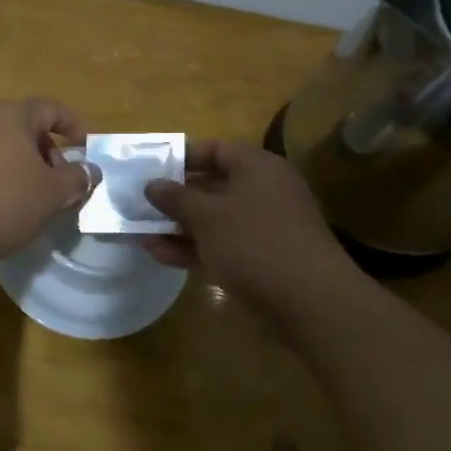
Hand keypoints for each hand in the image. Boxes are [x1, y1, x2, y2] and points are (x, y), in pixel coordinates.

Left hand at [0, 98, 98, 259]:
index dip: (74, 125)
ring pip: (2, 148)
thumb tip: (91, 170)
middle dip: (48, 153)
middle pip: (25, 128)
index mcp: (11, 115)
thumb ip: (77, 179)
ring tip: (34, 200)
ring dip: (24, 169)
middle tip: (60, 184)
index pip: (50, 108)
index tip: (87, 147)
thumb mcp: (52, 193)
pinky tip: (2, 208)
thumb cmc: (3, 200)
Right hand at [141, 140, 352, 310]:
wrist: (309, 301)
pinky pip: (223, 245)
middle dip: (175, 198)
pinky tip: (161, 256)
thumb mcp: (207, 216)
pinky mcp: (263, 258)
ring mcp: (264, 226)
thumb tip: (152, 184)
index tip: (151, 171)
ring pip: (214, 219)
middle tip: (140, 205)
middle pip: (212, 185)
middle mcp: (263, 191)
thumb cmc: (254, 242)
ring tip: (141, 235)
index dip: (182, 158)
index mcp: (256, 167)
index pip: (215, 150)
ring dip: (179, 227)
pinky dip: (195, 248)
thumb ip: (176, 198)